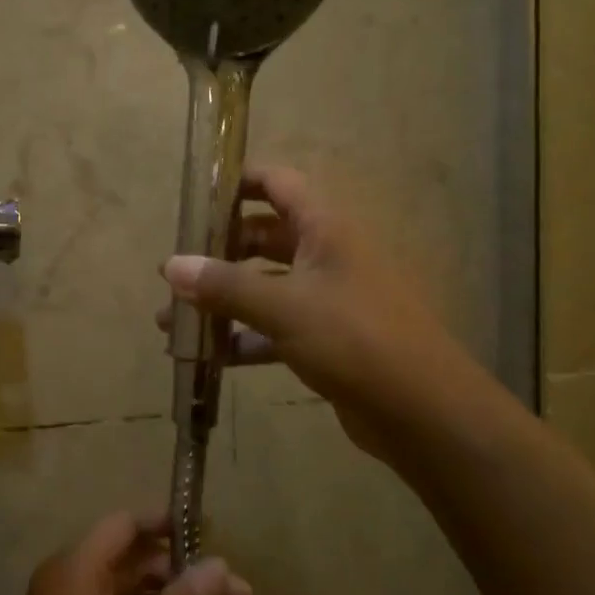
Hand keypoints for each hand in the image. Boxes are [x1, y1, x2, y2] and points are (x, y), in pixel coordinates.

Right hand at [158, 165, 472, 467]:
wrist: (424, 412)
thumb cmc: (355, 339)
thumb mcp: (285, 307)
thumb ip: (226, 285)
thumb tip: (170, 266)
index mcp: (325, 228)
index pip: (278, 183)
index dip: (238, 181)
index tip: (196, 198)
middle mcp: (327, 254)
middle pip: (264, 236)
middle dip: (218, 252)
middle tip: (175, 272)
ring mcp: (328, 298)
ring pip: (265, 285)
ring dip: (224, 299)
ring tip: (173, 321)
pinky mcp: (326, 339)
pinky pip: (275, 326)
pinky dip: (244, 336)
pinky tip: (211, 356)